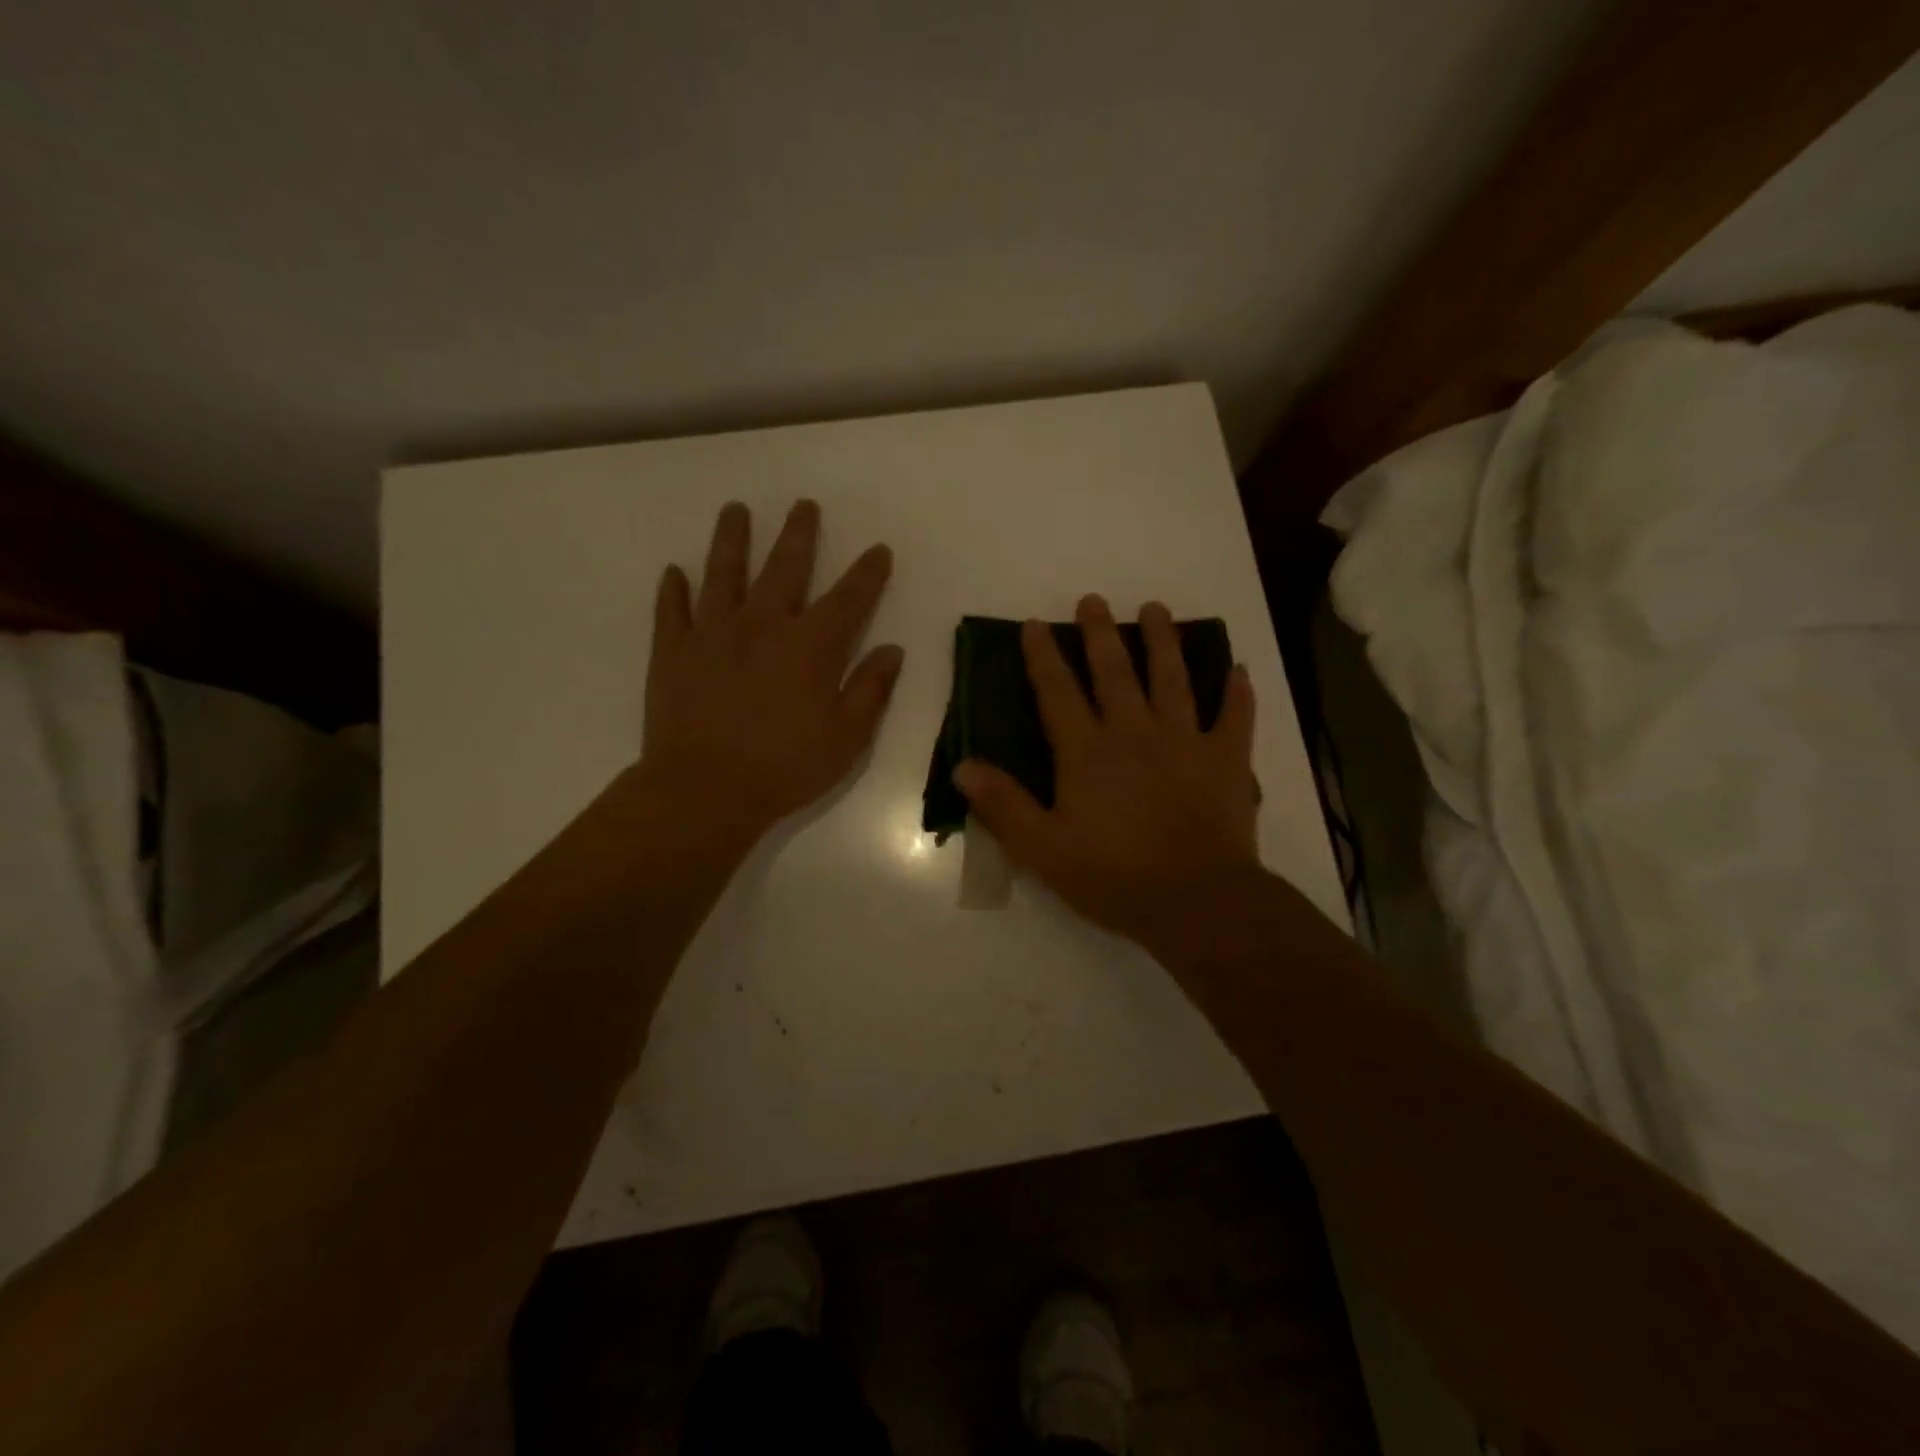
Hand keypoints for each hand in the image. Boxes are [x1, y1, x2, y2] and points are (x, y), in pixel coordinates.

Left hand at [639, 499, 901, 841]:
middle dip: (798, 535)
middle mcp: (761, 626)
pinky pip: (672, 611)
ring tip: (735, 510)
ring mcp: (712, 635)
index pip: (848, 599)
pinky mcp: (673, 653)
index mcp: (809, 647)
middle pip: (784, 569)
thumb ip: (871, 690)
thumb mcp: (846, 738)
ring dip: (731, 540)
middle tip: (804, 506)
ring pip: (723, 575)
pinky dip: (673, 589)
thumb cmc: (784, 768)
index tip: (878, 550)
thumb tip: (891, 650)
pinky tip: (674, 571)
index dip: (867, 573)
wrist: (704, 790)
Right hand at [953, 595, 1260, 962]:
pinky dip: (1238, 694)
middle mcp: (1134, 733)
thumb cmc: (1113, 876)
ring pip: (1173, 680)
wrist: (1195, 901)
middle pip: (1115, 673)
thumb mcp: (1042, 848)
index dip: (1043, 656)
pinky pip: (1235, 719)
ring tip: (1157, 609)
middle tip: (1094, 599)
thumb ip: (1002, 804)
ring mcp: (1185, 742)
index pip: (1058, 693)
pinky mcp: (1226, 761)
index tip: (1036, 624)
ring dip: (1164, 642)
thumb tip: (963, 765)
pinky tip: (1240, 670)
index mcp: (1087, 752)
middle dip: (1100, 634)